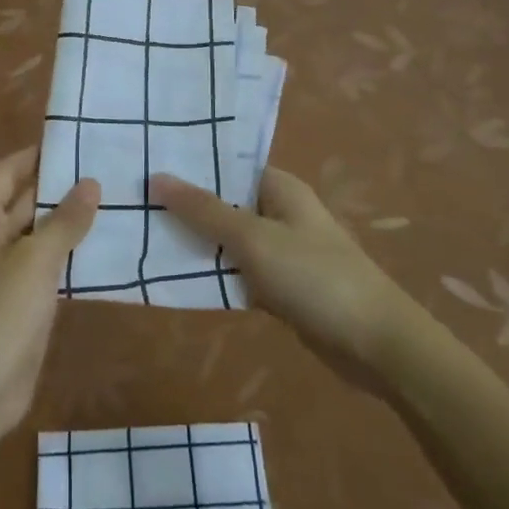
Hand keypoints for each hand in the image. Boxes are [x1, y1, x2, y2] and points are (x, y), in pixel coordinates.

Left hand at [0, 146, 98, 434]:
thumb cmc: (1, 311)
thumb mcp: (36, 259)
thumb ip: (65, 220)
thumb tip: (91, 183)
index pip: (6, 173)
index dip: (34, 155)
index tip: (71, 141)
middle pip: (23, 202)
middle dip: (59, 187)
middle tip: (103, 168)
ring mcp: (6, 272)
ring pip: (39, 235)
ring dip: (68, 221)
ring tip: (112, 199)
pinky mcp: (23, 300)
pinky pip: (48, 265)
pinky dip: (71, 253)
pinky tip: (104, 244)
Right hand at [152, 167, 399, 382]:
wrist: (376, 344)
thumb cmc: (314, 277)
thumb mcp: (253, 238)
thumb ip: (203, 210)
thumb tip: (156, 177)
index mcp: (279, 188)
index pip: (226, 165)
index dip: (189, 165)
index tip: (145, 164)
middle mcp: (279, 212)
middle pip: (223, 203)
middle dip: (185, 205)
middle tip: (132, 202)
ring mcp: (280, 251)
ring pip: (227, 240)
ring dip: (196, 241)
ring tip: (143, 233)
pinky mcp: (279, 286)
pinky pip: (237, 271)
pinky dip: (213, 273)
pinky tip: (176, 274)